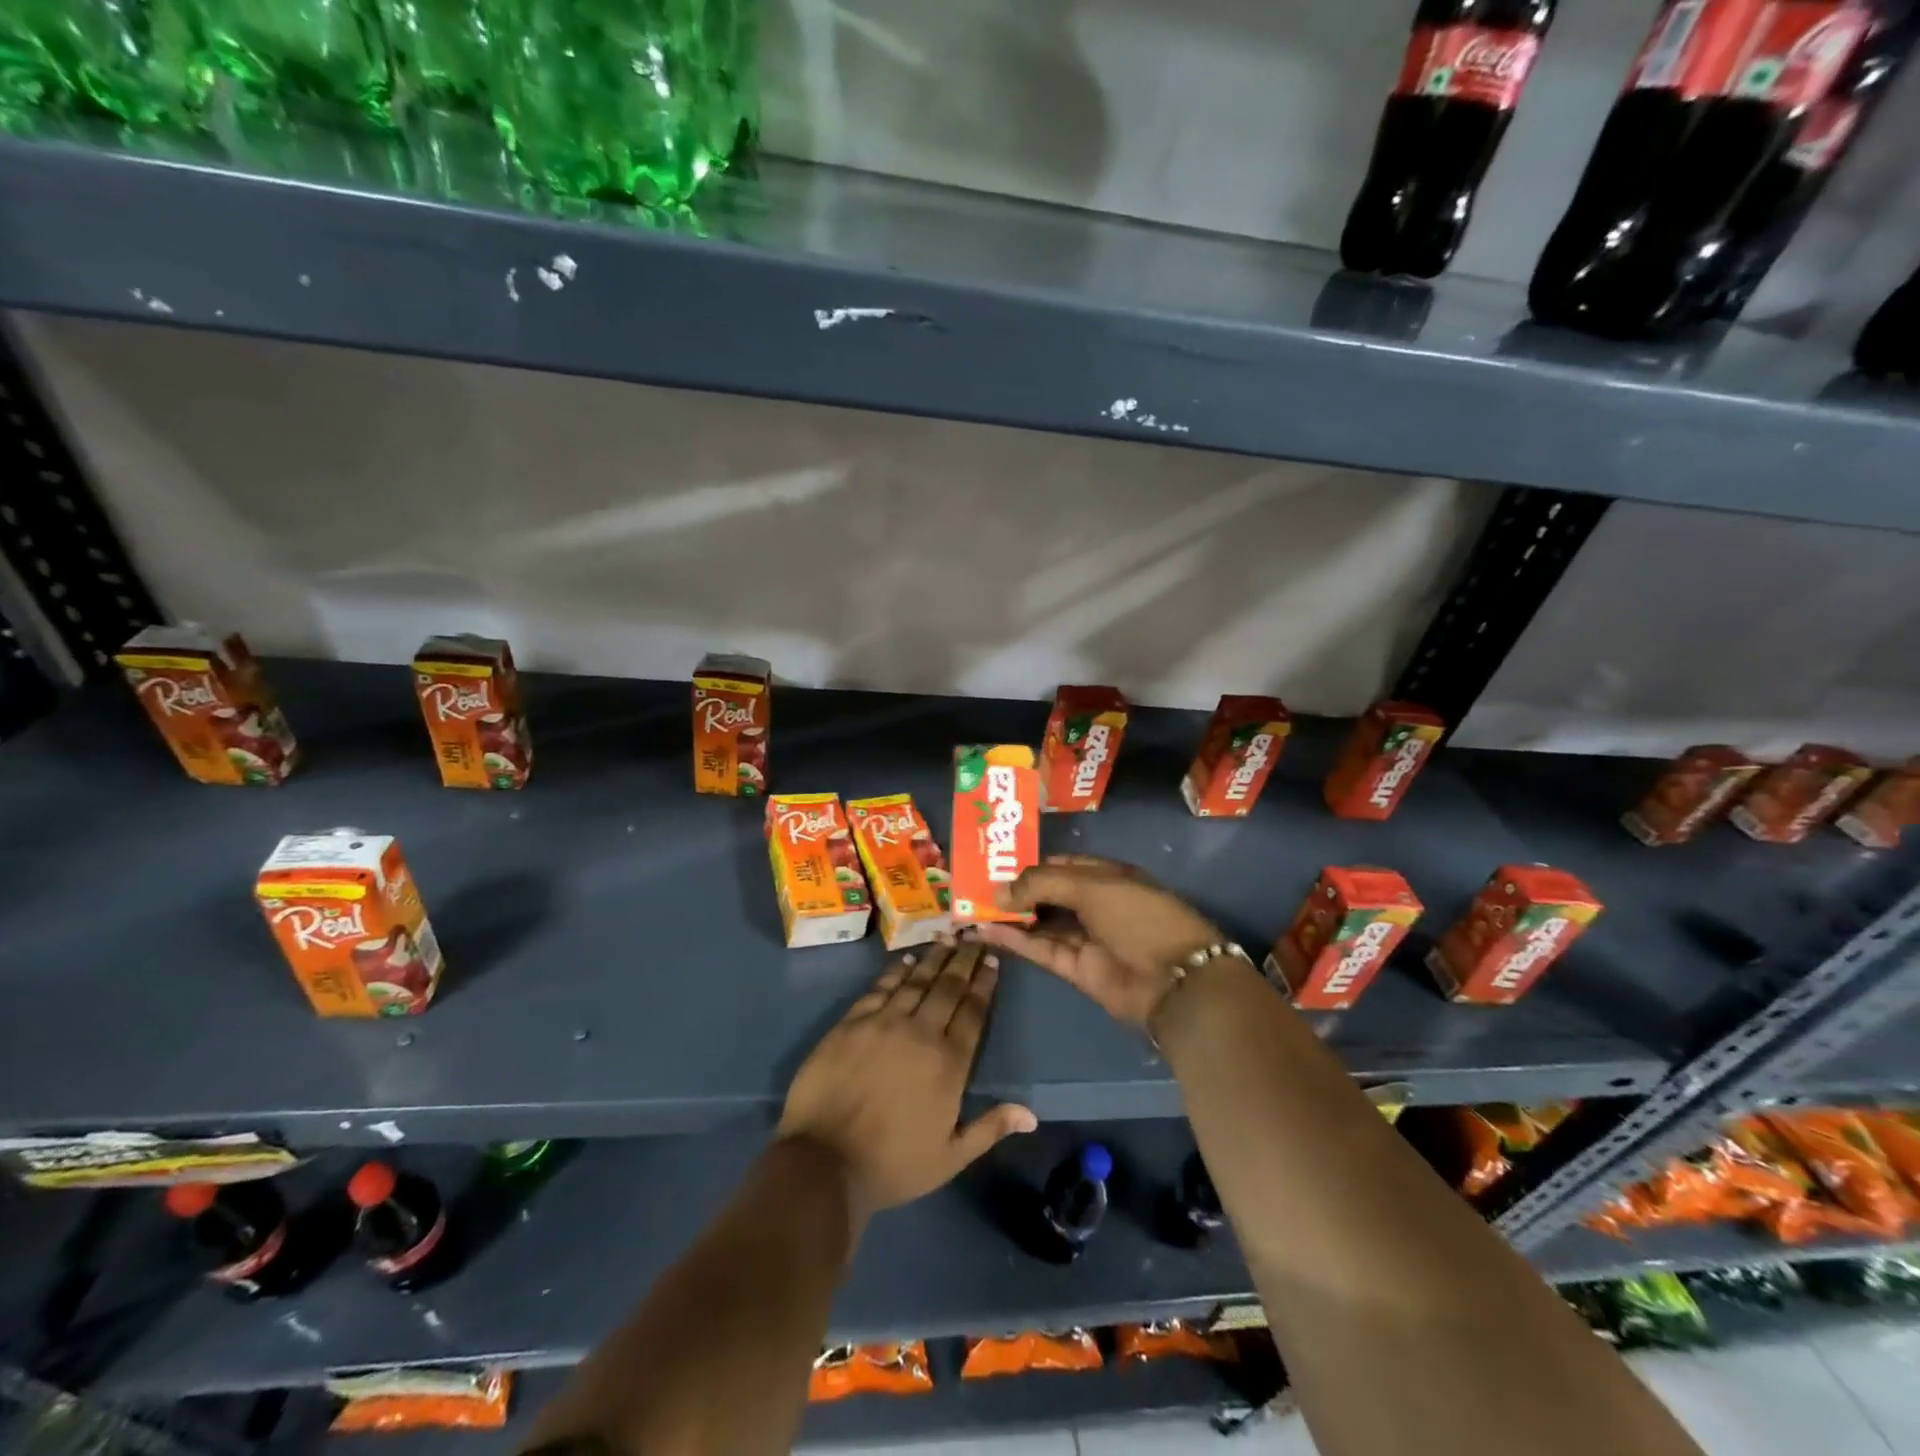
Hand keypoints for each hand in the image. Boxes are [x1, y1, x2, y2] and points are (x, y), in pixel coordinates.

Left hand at [777, 940, 1035, 1227]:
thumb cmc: (892, 1165)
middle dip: (964, 959)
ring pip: (916, 980)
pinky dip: (896, 971)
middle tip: (975, 936)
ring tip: (948, 938)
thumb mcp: (950, 1158)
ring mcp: (883, 1023)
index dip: (984, 983)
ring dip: (935, 957)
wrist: (824, 1162)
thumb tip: (1031, 1114)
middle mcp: (921, 1033)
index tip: (992, 960)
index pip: (973, 1012)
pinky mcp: (852, 1022)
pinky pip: (880, 988)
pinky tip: (907, 959)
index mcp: (949, 1063)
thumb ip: (990, 1129)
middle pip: (948, 987)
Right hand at [974, 855, 1224, 1027]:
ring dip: (1008, 916)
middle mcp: (1094, 904)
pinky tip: (984, 930)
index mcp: (1106, 876)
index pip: (1062, 864)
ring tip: (970, 907)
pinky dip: (1014, 940)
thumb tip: (999, 889)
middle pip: (1048, 893)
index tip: (995, 863)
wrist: (1174, 979)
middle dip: (1014, 890)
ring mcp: (1085, 937)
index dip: (1031, 863)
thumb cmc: (1138, 915)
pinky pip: (1039, 948)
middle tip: (973, 885)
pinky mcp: (1075, 968)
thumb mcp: (1090, 886)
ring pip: (1040, 922)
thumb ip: (1042, 883)